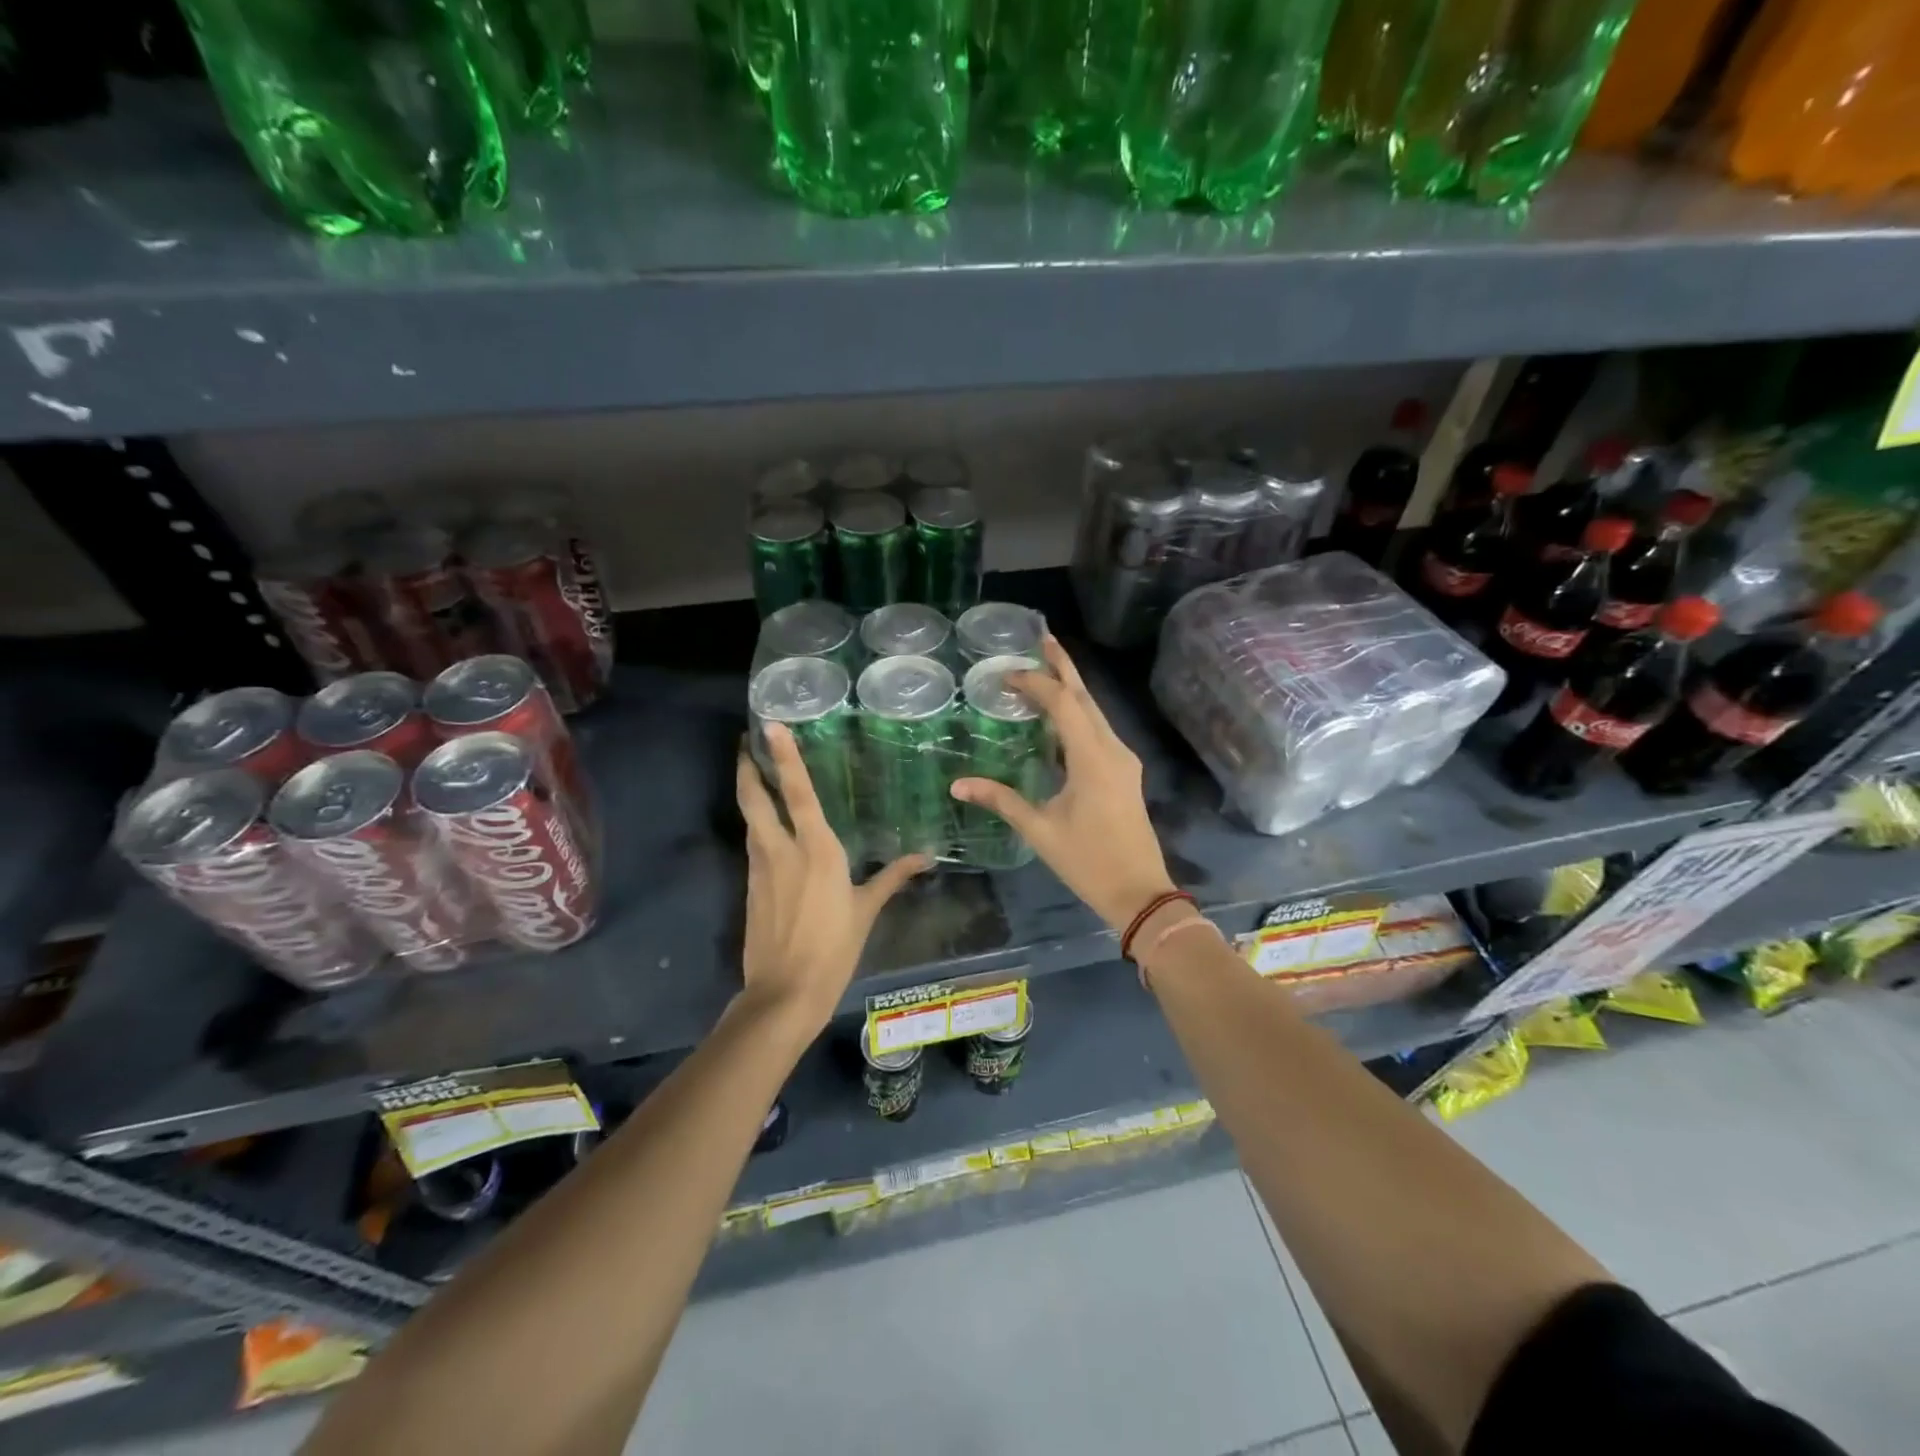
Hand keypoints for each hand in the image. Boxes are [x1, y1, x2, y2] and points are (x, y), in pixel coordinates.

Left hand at [736, 727, 928, 1030]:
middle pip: (755, 798)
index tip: (768, 726)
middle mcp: (781, 849)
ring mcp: (760, 867)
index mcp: (816, 849)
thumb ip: (892, 878)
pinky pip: (753, 844)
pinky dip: (756, 825)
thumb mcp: (866, 910)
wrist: (784, 993)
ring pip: (750, 819)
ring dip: (749, 793)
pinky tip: (766, 827)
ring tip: (755, 774)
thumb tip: (925, 858)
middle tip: (748, 743)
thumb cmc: (833, 948)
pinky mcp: (750, 886)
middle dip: (748, 767)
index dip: (783, 756)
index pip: (797, 792)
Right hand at [950, 635, 1176, 931]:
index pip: (1064, 704)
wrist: (1139, 892)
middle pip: (1086, 697)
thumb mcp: (1040, 830)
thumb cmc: (1089, 862)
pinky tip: (1058, 714)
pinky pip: (1098, 729)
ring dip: (1071, 688)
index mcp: (1093, 758)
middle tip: (1040, 639)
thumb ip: (1001, 800)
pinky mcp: (1124, 771)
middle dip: (1063, 667)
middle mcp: (1113, 749)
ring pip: (1095, 711)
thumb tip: (958, 785)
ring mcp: (1123, 759)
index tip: (1006, 674)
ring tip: (1045, 668)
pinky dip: (1077, 713)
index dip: (1036, 683)